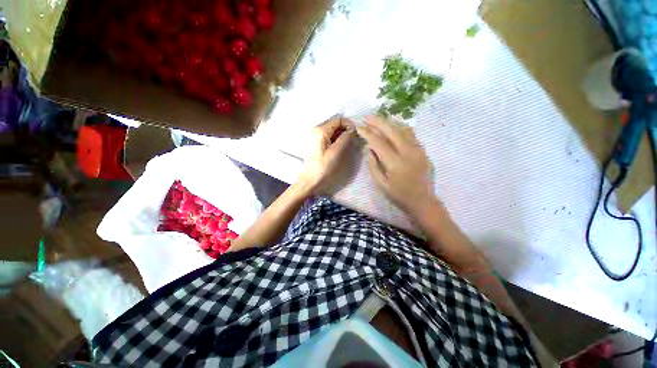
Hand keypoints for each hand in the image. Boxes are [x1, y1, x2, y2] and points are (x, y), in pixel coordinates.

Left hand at [299, 116, 355, 192]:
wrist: (311, 179)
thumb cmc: (323, 167)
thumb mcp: (336, 152)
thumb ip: (345, 138)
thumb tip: (352, 130)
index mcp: (320, 130)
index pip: (338, 119)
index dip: (349, 125)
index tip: (355, 134)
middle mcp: (316, 129)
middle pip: (335, 123)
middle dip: (345, 130)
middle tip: (352, 140)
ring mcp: (315, 135)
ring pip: (332, 130)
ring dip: (341, 135)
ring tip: (346, 145)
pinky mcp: (316, 142)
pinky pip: (328, 136)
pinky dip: (336, 139)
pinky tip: (339, 147)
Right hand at [357, 115, 436, 213]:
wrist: (423, 201)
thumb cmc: (399, 195)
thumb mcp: (381, 184)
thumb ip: (373, 165)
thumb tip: (370, 149)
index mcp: (395, 162)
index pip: (378, 142)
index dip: (367, 133)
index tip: (359, 127)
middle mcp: (408, 152)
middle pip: (391, 130)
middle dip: (377, 121)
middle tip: (367, 117)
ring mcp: (418, 149)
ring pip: (402, 129)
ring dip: (389, 122)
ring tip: (379, 120)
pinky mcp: (423, 150)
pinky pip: (411, 134)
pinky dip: (400, 128)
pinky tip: (393, 127)